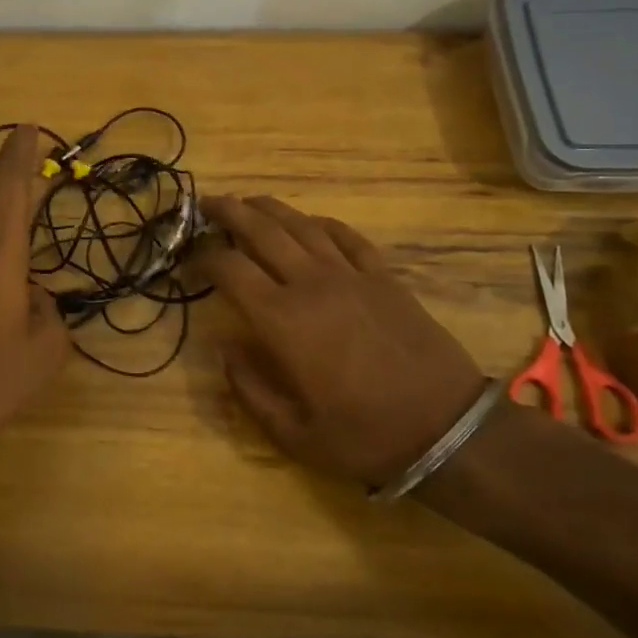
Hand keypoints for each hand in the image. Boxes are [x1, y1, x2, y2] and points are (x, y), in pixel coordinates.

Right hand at [199, 196, 488, 487]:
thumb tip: (224, 347)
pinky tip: (310, 222)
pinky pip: (347, 237)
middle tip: (207, 203)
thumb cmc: (364, 436)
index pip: (230, 269)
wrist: (447, 429)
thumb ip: (248, 388)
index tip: (190, 258)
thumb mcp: (292, 434)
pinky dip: (322, 223)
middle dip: (229, 212)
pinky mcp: (384, 277)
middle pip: (261, 231)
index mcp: (282, 320)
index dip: (203, 257)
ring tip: (249, 201)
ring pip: (302, 225)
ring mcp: (351, 275)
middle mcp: (311, 284)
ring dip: (270, 209)